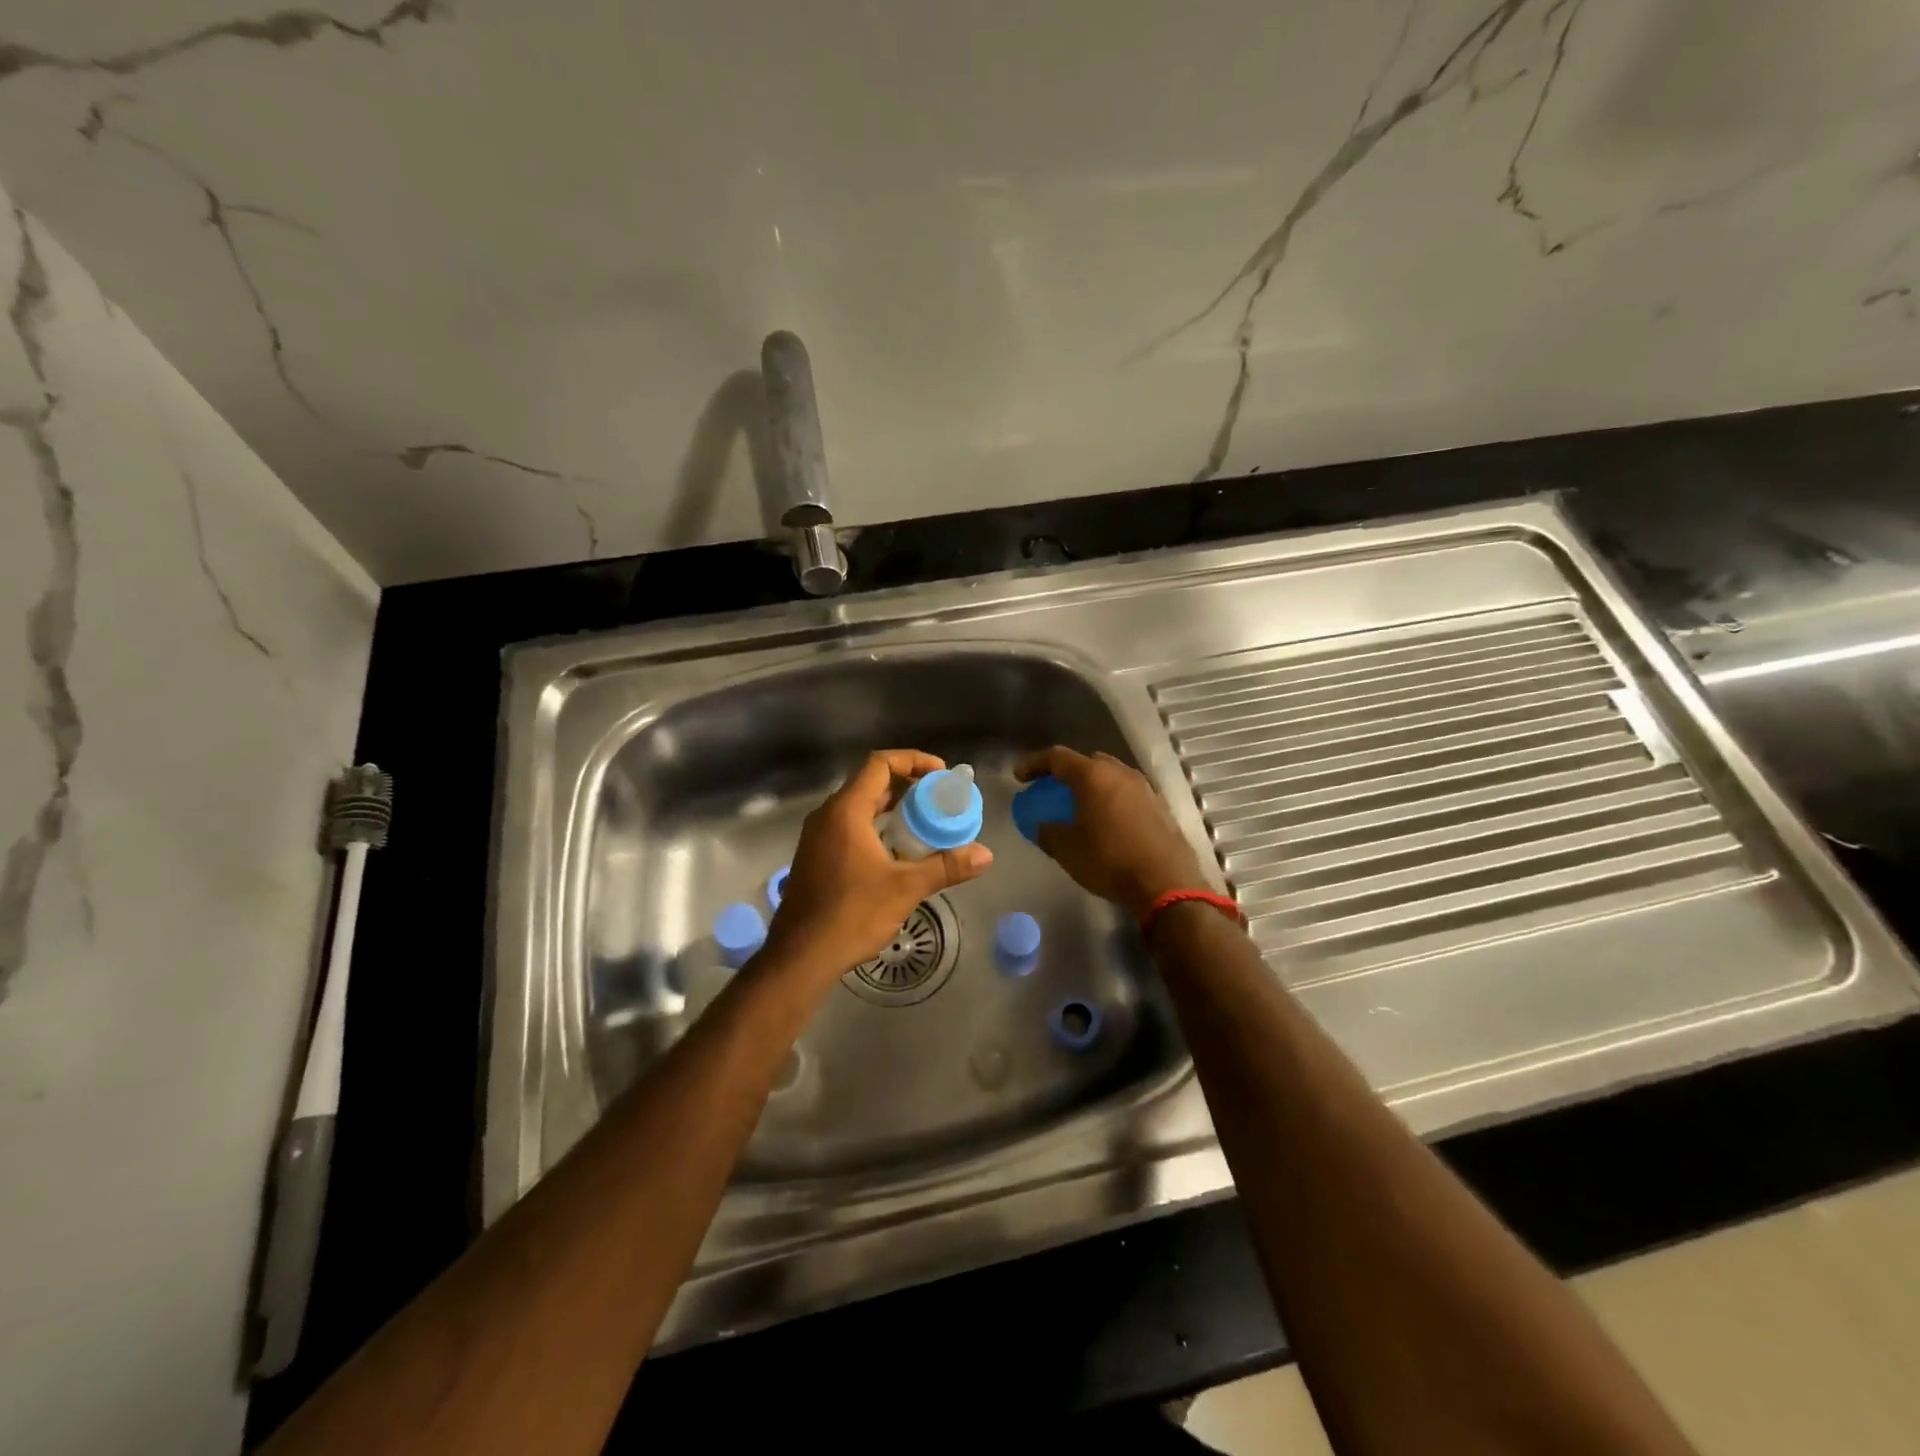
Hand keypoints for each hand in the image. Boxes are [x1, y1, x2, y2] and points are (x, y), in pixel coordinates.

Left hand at [762, 749, 992, 985]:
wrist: (800, 956)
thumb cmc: (851, 914)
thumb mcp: (905, 888)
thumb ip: (946, 866)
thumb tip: (986, 855)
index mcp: (845, 811)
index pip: (880, 764)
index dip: (912, 760)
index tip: (941, 773)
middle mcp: (828, 815)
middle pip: (870, 783)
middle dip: (907, 785)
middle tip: (939, 798)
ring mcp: (818, 837)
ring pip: (859, 806)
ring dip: (892, 807)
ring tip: (925, 821)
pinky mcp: (816, 857)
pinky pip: (850, 826)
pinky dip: (876, 826)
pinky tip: (897, 850)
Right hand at [1014, 747, 1208, 918]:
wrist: (1165, 883)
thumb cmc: (1109, 861)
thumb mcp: (1067, 850)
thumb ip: (1048, 832)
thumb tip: (1044, 826)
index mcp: (1093, 776)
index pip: (1057, 757)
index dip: (1034, 764)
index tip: (1019, 776)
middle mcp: (1120, 773)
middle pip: (1088, 762)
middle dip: (1067, 772)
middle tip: (1053, 789)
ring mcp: (1144, 788)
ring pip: (1111, 776)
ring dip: (1093, 786)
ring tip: (1081, 806)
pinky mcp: (1160, 806)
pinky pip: (1128, 794)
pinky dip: (1112, 800)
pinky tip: (1108, 822)